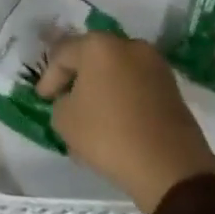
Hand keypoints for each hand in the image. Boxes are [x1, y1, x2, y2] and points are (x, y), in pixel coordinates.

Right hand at [37, 32, 214, 213]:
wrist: (171, 168)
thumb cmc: (109, 136)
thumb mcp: (65, 120)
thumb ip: (60, 101)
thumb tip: (72, 100)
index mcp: (98, 46)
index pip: (62, 54)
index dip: (49, 77)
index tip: (42, 98)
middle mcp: (129, 45)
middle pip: (92, 56)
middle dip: (76, 76)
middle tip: (63, 97)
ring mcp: (155, 64)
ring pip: (116, 70)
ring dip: (101, 86)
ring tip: (90, 111)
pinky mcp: (172, 86)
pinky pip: (136, 84)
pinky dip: (122, 96)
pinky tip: (114, 118)